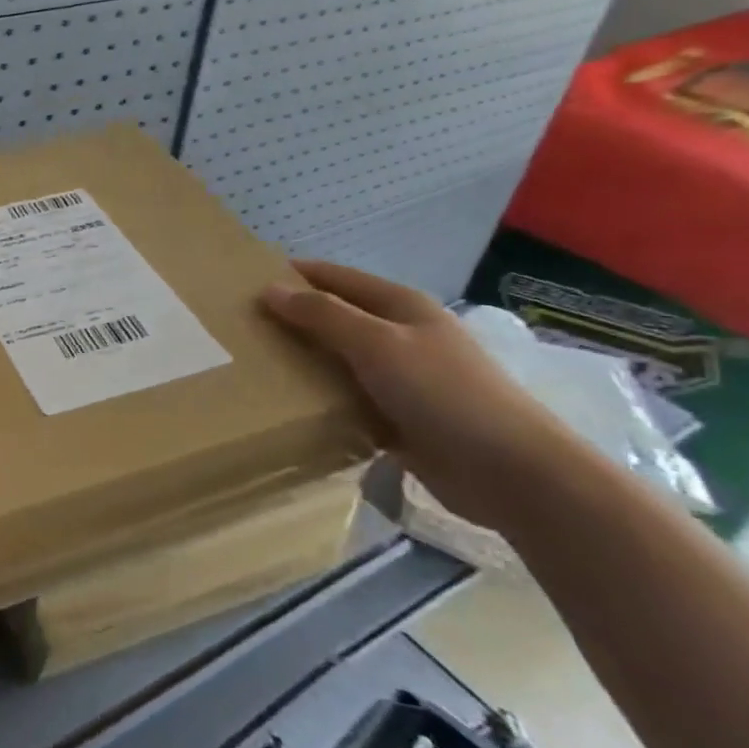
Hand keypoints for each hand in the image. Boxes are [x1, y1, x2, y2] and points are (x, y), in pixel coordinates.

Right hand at [261, 260, 575, 530]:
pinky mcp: (397, 416)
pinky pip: (346, 398)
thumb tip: (269, 290)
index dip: (292, 276)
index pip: (334, 277)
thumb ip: (322, 315)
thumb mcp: (378, 344)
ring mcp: (400, 377)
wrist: (510, 472)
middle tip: (238, 329)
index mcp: (400, 306)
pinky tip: (287, 406)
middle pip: (334, 318)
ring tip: (250, 367)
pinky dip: (320, 398)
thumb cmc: (443, 393)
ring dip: (302, 361)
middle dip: (290, 320)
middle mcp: (399, 335)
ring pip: (337, 360)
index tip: (242, 283)